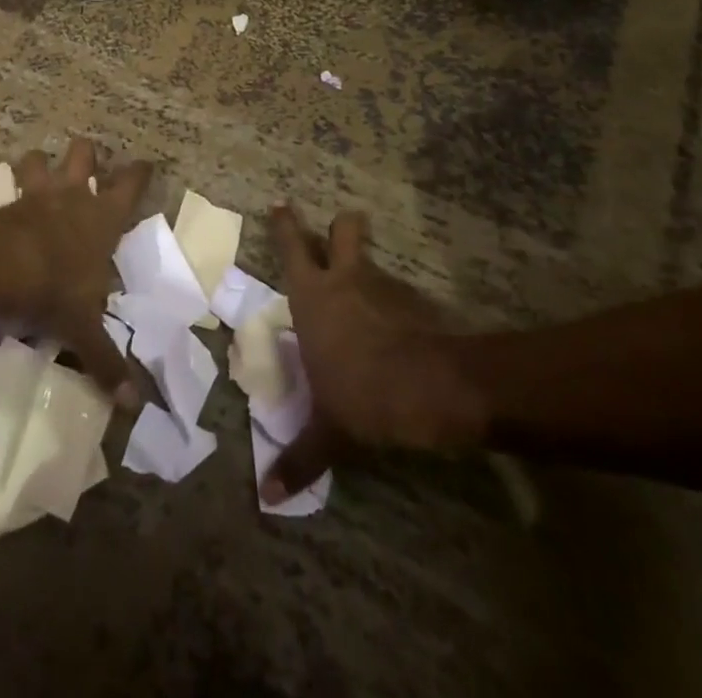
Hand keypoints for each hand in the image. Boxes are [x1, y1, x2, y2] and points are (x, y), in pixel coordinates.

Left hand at [0, 138, 152, 409]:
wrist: (0, 267)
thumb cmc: (55, 289)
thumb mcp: (84, 329)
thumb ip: (107, 362)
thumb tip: (132, 403)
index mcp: (104, 218)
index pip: (131, 183)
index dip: (139, 171)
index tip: (144, 164)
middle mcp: (74, 197)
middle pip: (84, 153)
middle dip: (86, 154)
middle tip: (85, 163)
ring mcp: (38, 194)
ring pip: (40, 159)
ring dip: (39, 163)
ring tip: (38, 169)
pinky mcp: (7, 202)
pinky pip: (9, 185)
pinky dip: (9, 188)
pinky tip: (4, 201)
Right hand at [262, 204, 485, 501]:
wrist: (434, 388)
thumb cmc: (364, 394)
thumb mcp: (329, 431)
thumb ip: (300, 458)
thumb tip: (267, 497)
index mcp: (313, 296)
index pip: (293, 246)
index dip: (285, 223)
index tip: (281, 203)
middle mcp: (345, 279)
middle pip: (343, 230)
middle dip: (341, 227)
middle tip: (337, 233)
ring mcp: (384, 285)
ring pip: (372, 260)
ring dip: (367, 269)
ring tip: (368, 295)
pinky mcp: (417, 301)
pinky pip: (399, 293)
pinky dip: (396, 304)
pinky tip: (399, 331)